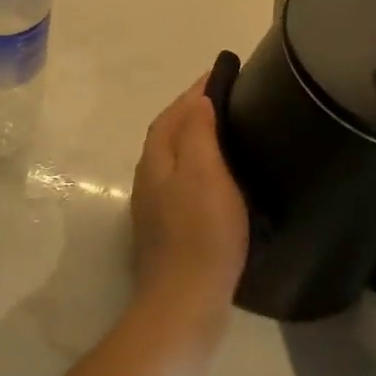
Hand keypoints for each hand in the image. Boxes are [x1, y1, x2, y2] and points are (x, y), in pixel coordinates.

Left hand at [129, 74, 249, 311]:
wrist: (185, 301)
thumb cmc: (201, 232)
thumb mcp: (204, 173)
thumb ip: (198, 132)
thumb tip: (197, 99)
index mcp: (156, 160)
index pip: (172, 114)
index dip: (193, 93)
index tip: (219, 74)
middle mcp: (149, 178)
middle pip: (169, 134)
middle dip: (192, 112)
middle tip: (226, 99)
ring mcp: (156, 207)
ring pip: (174, 159)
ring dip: (194, 138)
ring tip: (226, 131)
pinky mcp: (168, 230)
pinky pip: (182, 182)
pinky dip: (198, 167)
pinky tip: (218, 177)